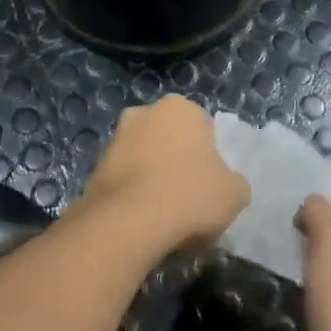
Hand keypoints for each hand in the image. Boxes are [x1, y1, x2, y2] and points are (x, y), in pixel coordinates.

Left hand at [76, 95, 250, 253]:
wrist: (129, 222)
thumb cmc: (190, 194)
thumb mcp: (235, 193)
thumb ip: (233, 183)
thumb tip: (226, 186)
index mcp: (180, 108)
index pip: (202, 128)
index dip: (209, 157)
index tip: (210, 183)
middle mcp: (144, 113)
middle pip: (169, 140)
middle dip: (176, 162)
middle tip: (189, 197)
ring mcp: (115, 140)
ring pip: (144, 160)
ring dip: (153, 180)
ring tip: (165, 216)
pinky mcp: (95, 169)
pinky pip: (124, 182)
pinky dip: (133, 197)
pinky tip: (143, 222)